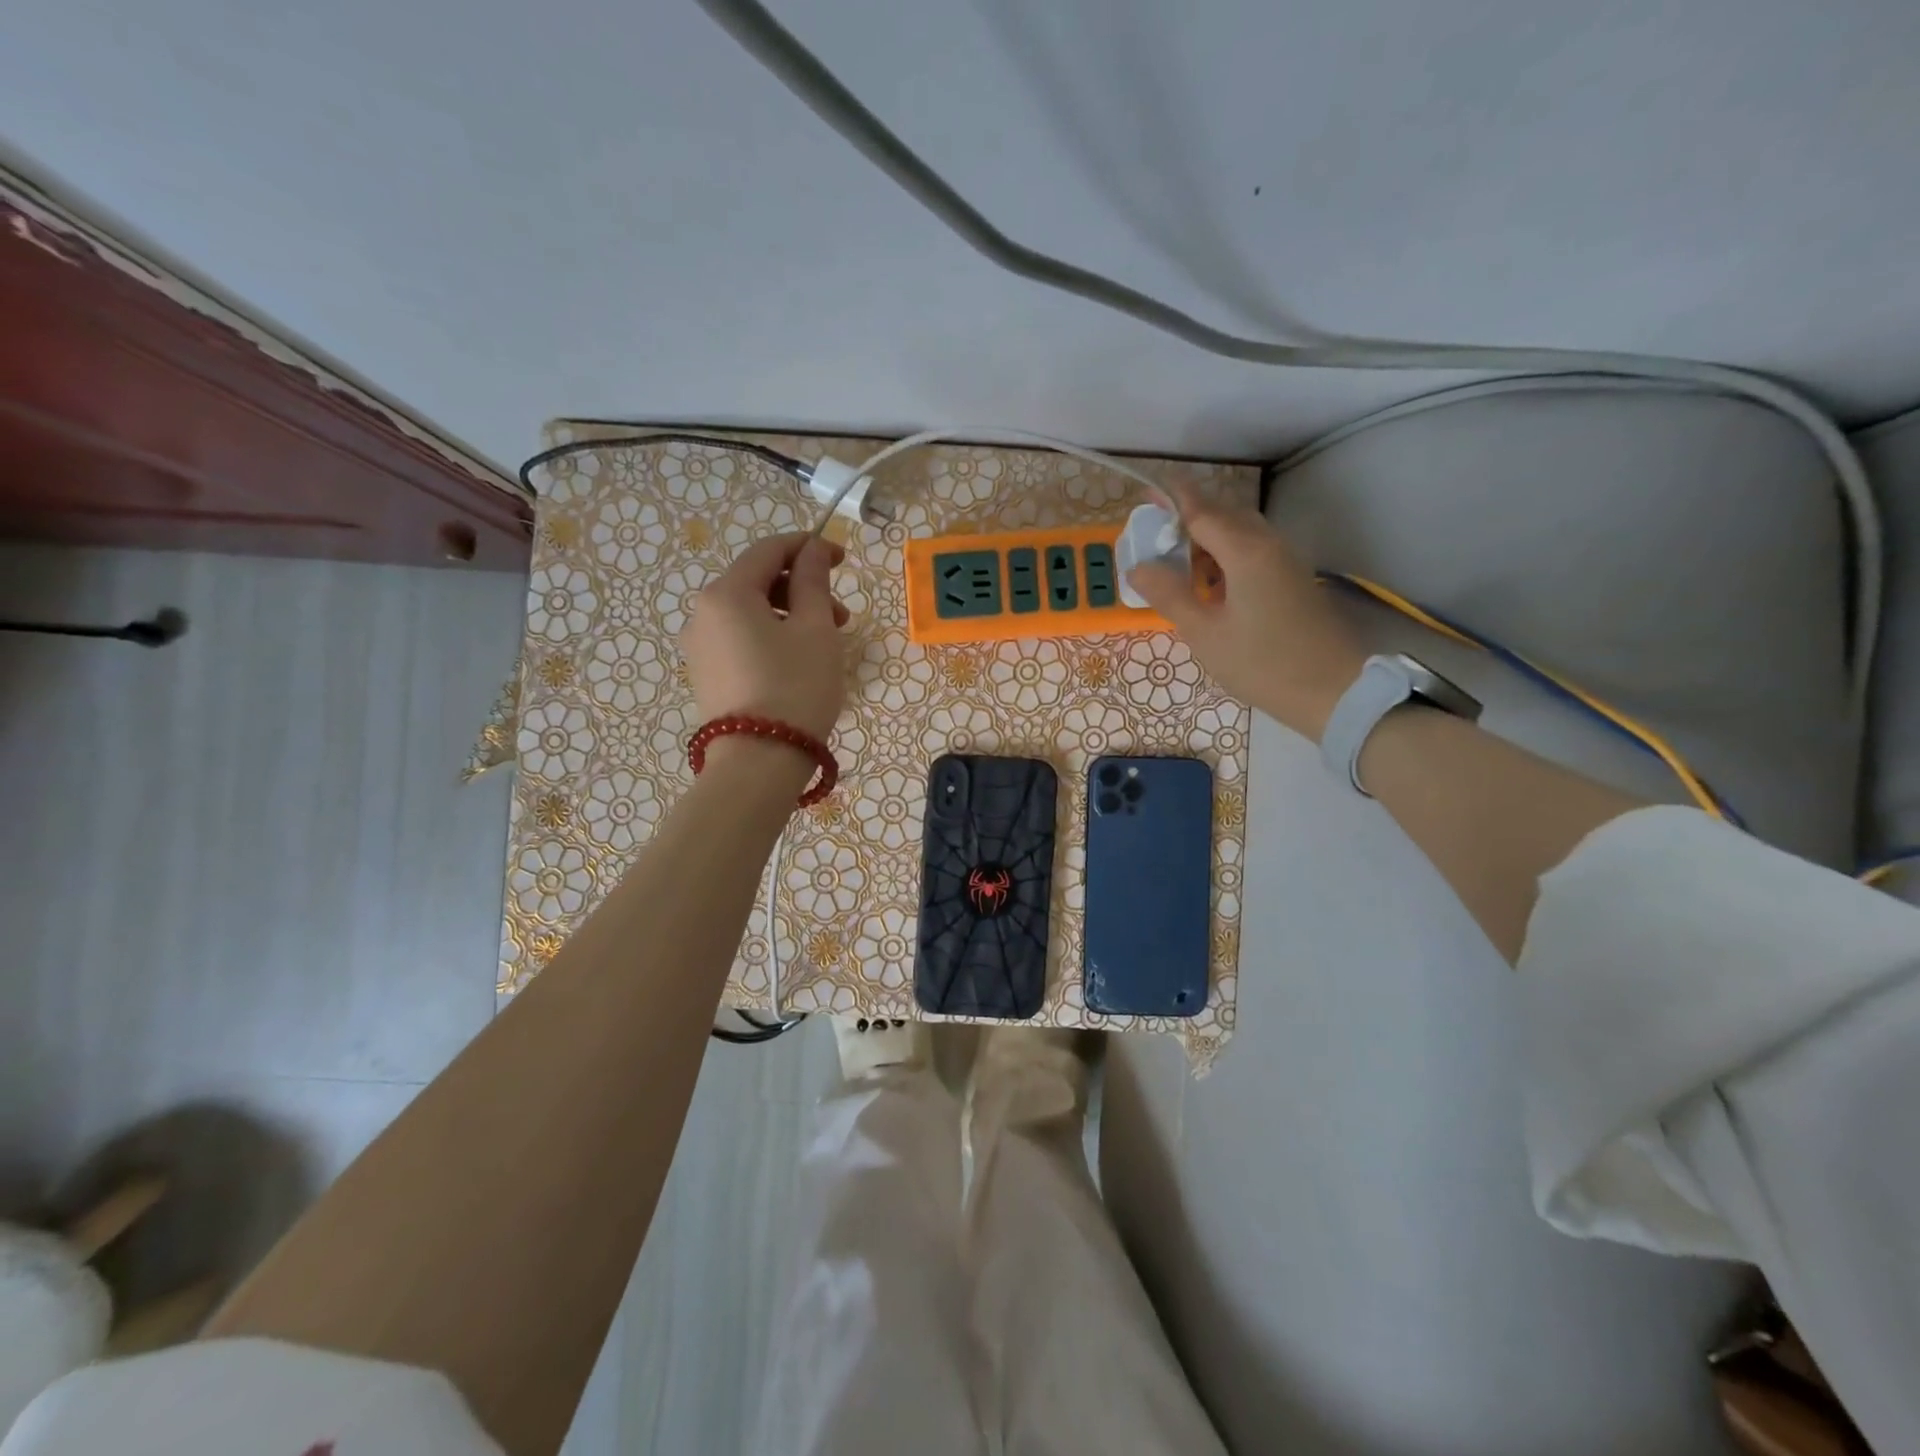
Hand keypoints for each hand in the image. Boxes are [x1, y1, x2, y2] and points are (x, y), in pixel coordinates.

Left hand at [682, 533, 849, 742]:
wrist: (758, 763)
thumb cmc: (795, 687)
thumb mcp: (815, 629)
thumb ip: (813, 582)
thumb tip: (811, 551)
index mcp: (727, 593)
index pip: (768, 550)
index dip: (808, 547)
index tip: (842, 560)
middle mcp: (703, 613)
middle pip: (757, 581)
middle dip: (802, 588)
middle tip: (841, 615)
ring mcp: (700, 648)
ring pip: (751, 613)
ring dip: (791, 615)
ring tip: (826, 643)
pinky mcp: (707, 676)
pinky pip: (742, 640)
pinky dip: (772, 638)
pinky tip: (799, 662)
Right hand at [1127, 484, 1365, 738]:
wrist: (1333, 690)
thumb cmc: (1262, 663)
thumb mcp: (1205, 633)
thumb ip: (1169, 595)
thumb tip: (1138, 567)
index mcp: (1244, 550)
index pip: (1201, 510)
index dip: (1171, 500)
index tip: (1146, 494)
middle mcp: (1268, 543)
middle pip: (1223, 514)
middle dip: (1187, 518)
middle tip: (1155, 538)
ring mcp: (1285, 559)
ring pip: (1240, 532)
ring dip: (1207, 539)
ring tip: (1177, 565)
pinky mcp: (1293, 578)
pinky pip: (1253, 550)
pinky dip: (1225, 555)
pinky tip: (1210, 585)